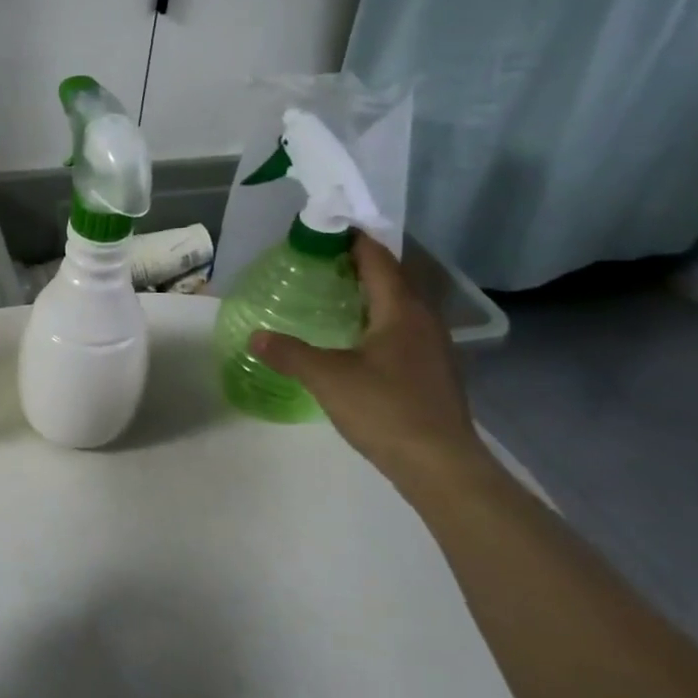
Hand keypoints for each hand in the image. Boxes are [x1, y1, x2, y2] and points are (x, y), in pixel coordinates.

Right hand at [248, 234, 489, 494]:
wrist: (442, 467)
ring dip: (369, 295)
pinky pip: (401, 331)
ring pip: (398, 307)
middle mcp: (423, 320)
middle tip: (318, 263)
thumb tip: (255, 336)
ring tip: (332, 296)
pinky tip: (354, 339)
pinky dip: (377, 322)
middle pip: (391, 279)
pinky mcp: (432, 372)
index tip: (323, 230)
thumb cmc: (386, 409)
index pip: (378, 259)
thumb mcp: (327, 378)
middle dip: (357, 266)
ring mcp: (433, 348)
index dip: (353, 240)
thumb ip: (289, 353)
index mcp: (401, 311)